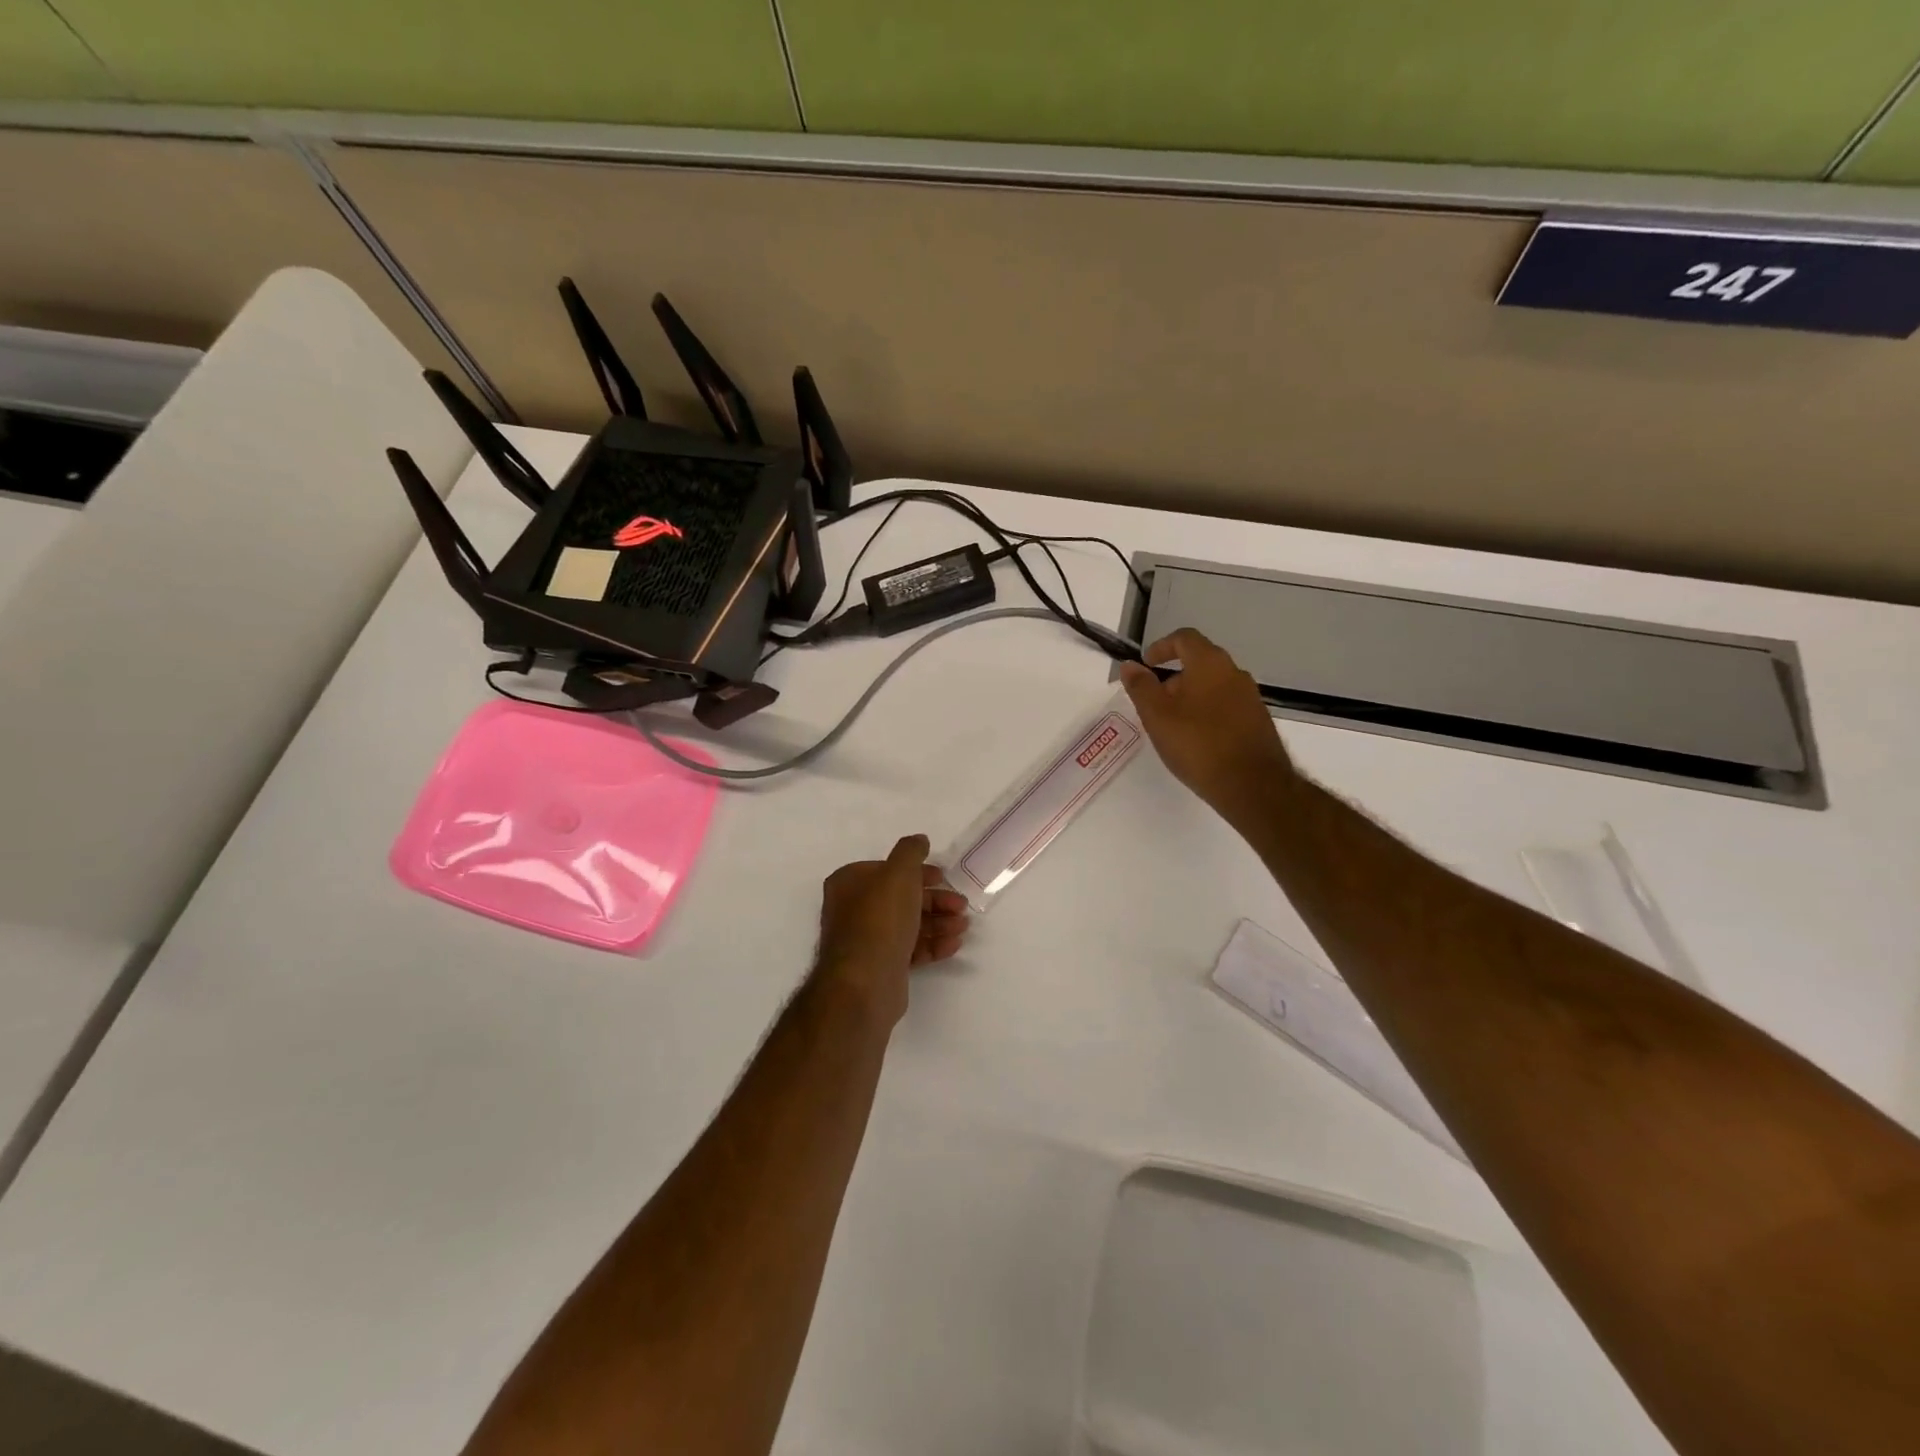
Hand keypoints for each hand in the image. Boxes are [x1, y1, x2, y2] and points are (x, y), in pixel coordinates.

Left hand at [815, 835, 970, 1022]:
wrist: (865, 982)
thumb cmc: (880, 919)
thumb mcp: (899, 873)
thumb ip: (911, 851)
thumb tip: (919, 840)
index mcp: (849, 883)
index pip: (887, 870)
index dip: (918, 872)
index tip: (942, 877)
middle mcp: (853, 909)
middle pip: (901, 897)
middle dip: (934, 900)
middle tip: (961, 905)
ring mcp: (866, 940)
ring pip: (908, 924)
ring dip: (938, 922)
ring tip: (963, 926)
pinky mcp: (880, 966)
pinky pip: (910, 949)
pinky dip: (932, 944)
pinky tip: (954, 944)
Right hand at [1120, 629, 1294, 820]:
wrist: (1252, 785)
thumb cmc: (1198, 744)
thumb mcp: (1157, 716)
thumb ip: (1141, 687)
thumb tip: (1130, 665)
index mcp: (1210, 664)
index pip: (1184, 638)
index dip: (1161, 647)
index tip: (1145, 666)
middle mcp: (1234, 673)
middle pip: (1199, 662)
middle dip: (1173, 677)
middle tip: (1154, 703)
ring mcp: (1250, 697)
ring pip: (1213, 686)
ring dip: (1190, 697)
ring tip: (1172, 725)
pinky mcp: (1258, 721)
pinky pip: (1226, 706)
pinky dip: (1207, 713)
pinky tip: (1197, 740)